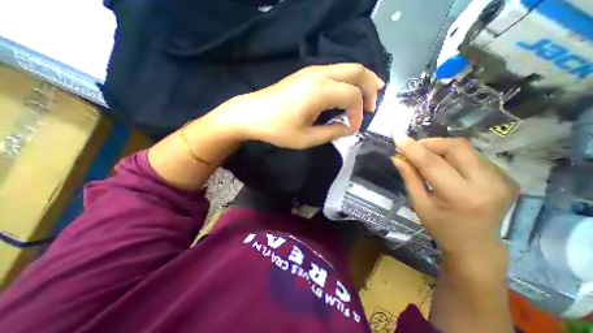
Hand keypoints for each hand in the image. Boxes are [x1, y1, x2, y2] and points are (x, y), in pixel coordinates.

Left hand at [208, 63, 384, 147]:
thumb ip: (333, 133)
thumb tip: (350, 128)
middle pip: (357, 70)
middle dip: (371, 87)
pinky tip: (347, 92)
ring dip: (361, 81)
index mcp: (320, 90)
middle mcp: (320, 74)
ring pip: (347, 68)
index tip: (354, 127)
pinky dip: (347, 80)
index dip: (359, 113)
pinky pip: (335, 72)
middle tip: (374, 104)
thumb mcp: (307, 138)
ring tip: (368, 96)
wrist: (252, 114)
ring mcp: (312, 71)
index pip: (353, 96)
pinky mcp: (306, 74)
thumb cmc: (278, 129)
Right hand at [393, 135, 516, 259]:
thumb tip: (397, 158)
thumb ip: (409, 178)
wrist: (476, 245)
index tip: (398, 136)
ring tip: (425, 157)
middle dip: (429, 143)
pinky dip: (452, 154)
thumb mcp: (419, 204)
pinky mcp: (504, 177)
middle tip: (413, 149)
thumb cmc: (441, 227)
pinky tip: (443, 164)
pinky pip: (472, 155)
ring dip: (439, 148)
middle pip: (456, 147)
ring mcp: (501, 179)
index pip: (432, 163)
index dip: (413, 148)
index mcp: (460, 196)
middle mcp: (487, 184)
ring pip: (465, 148)